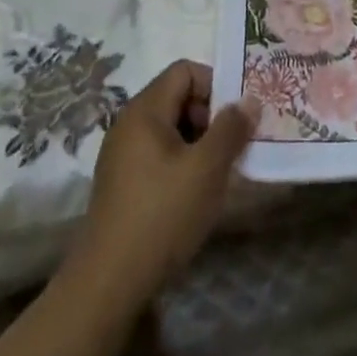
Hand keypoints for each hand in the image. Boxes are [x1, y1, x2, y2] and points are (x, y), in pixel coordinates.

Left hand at [72, 60, 258, 302]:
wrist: (108, 284)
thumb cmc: (161, 215)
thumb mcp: (206, 169)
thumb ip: (231, 129)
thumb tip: (249, 101)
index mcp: (144, 110)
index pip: (185, 71)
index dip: (216, 84)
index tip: (238, 115)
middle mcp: (129, 123)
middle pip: (178, 97)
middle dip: (211, 116)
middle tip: (235, 145)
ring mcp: (122, 154)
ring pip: (171, 129)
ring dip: (200, 142)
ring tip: (221, 172)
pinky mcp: (123, 183)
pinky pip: (160, 154)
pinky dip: (183, 162)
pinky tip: (197, 193)